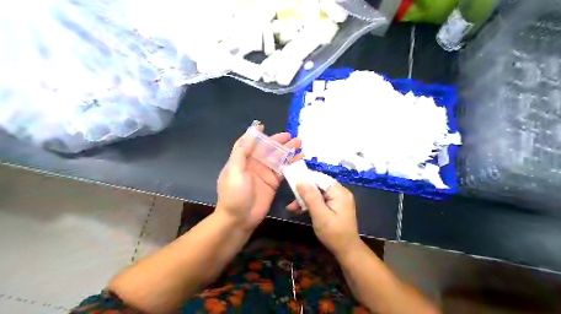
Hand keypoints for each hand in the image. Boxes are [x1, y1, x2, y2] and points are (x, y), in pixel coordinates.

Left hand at [216, 125, 302, 233]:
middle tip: (291, 136)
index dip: (256, 135)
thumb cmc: (234, 193)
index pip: (249, 143)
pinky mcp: (273, 183)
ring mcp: (264, 174)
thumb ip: (242, 151)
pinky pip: (283, 171)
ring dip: (287, 151)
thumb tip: (250, 133)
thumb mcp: (235, 170)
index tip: (264, 126)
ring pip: (277, 159)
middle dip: (278, 142)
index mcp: (242, 160)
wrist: (239, 218)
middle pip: (267, 149)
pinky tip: (299, 159)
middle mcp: (253, 164)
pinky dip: (291, 165)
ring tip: (299, 144)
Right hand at [286, 182, 361, 257]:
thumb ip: (310, 197)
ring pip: (318, 193)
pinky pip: (321, 200)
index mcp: (339, 192)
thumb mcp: (319, 215)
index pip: (320, 178)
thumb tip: (300, 180)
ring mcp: (338, 199)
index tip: (291, 182)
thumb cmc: (333, 233)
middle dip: (303, 192)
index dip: (306, 179)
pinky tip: (300, 211)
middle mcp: (340, 192)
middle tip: (291, 201)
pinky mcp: (335, 206)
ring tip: (292, 208)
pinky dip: (311, 204)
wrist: (347, 250)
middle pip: (318, 185)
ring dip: (305, 199)